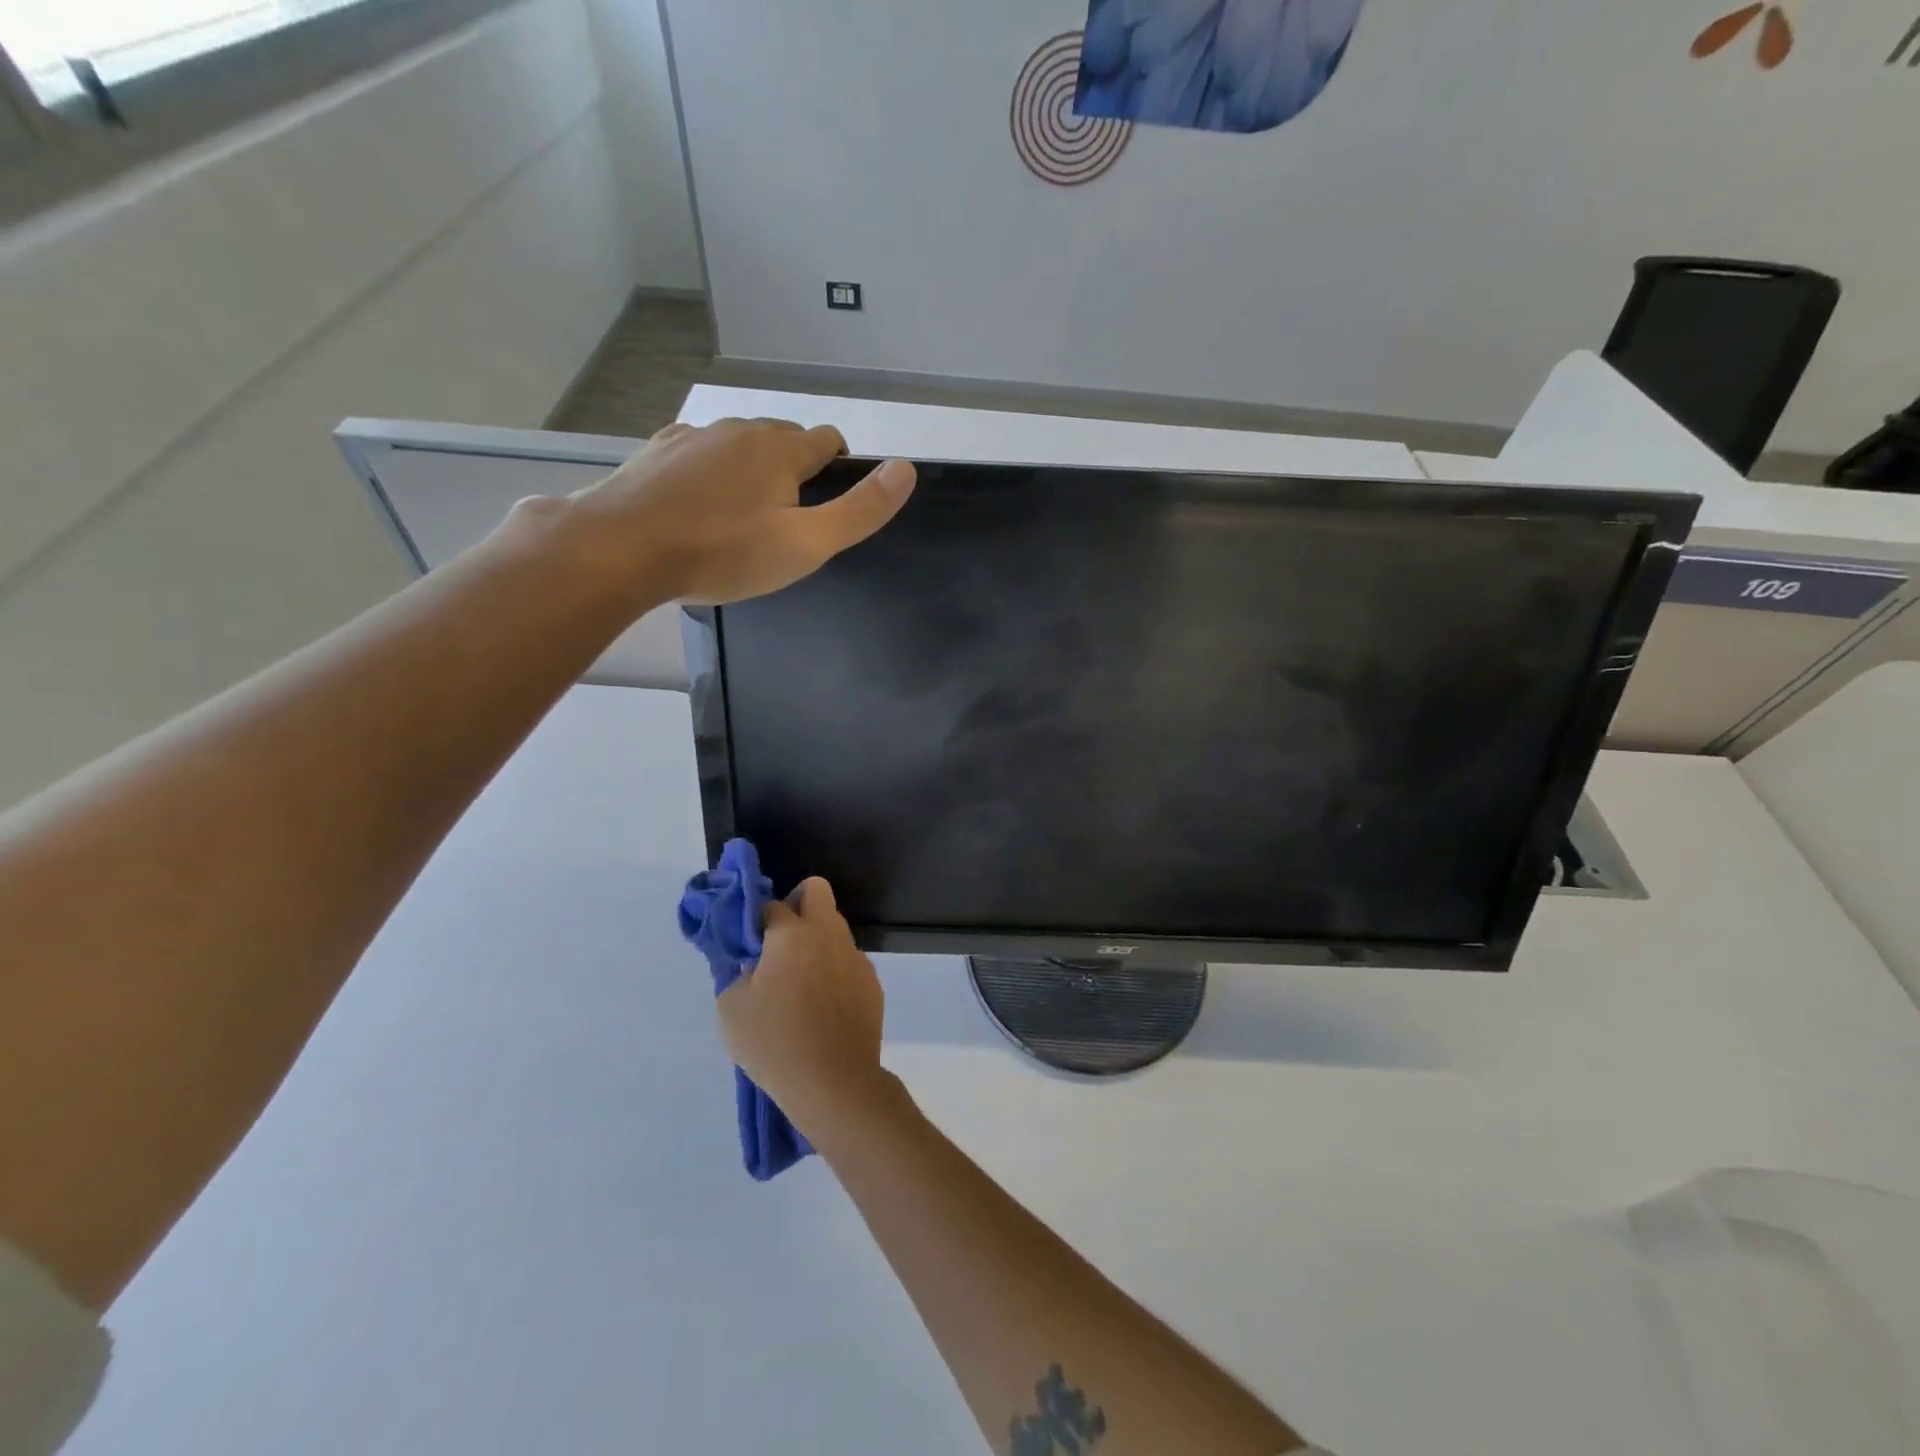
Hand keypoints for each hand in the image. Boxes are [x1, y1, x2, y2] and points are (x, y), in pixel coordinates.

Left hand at [562, 417, 914, 605]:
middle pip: (785, 440)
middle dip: (795, 471)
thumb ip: (860, 510)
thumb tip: (906, 469)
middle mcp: (740, 430)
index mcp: (782, 449)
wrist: (622, 548)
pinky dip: (710, 474)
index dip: (838, 470)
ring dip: (751, 472)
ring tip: (739, 522)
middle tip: (784, 525)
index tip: (826, 509)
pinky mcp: (658, 451)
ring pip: (740, 446)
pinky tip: (697, 509)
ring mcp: (694, 436)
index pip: (829, 441)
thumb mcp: (806, 545)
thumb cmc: (723, 552)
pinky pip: (700, 455)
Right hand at [717, 878, 890, 1141]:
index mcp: (792, 934)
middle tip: (778, 942)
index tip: (747, 945)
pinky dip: (833, 969)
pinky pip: (847, 960)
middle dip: (796, 903)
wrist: (835, 1083)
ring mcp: (855, 956)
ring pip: (834, 927)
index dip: (755, 921)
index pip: (770, 905)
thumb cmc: (776, 1043)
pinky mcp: (871, 981)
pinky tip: (822, 1005)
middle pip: (816, 890)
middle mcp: (828, 934)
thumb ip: (738, 972)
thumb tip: (753, 962)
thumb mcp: (732, 1008)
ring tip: (798, 982)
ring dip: (816, 940)